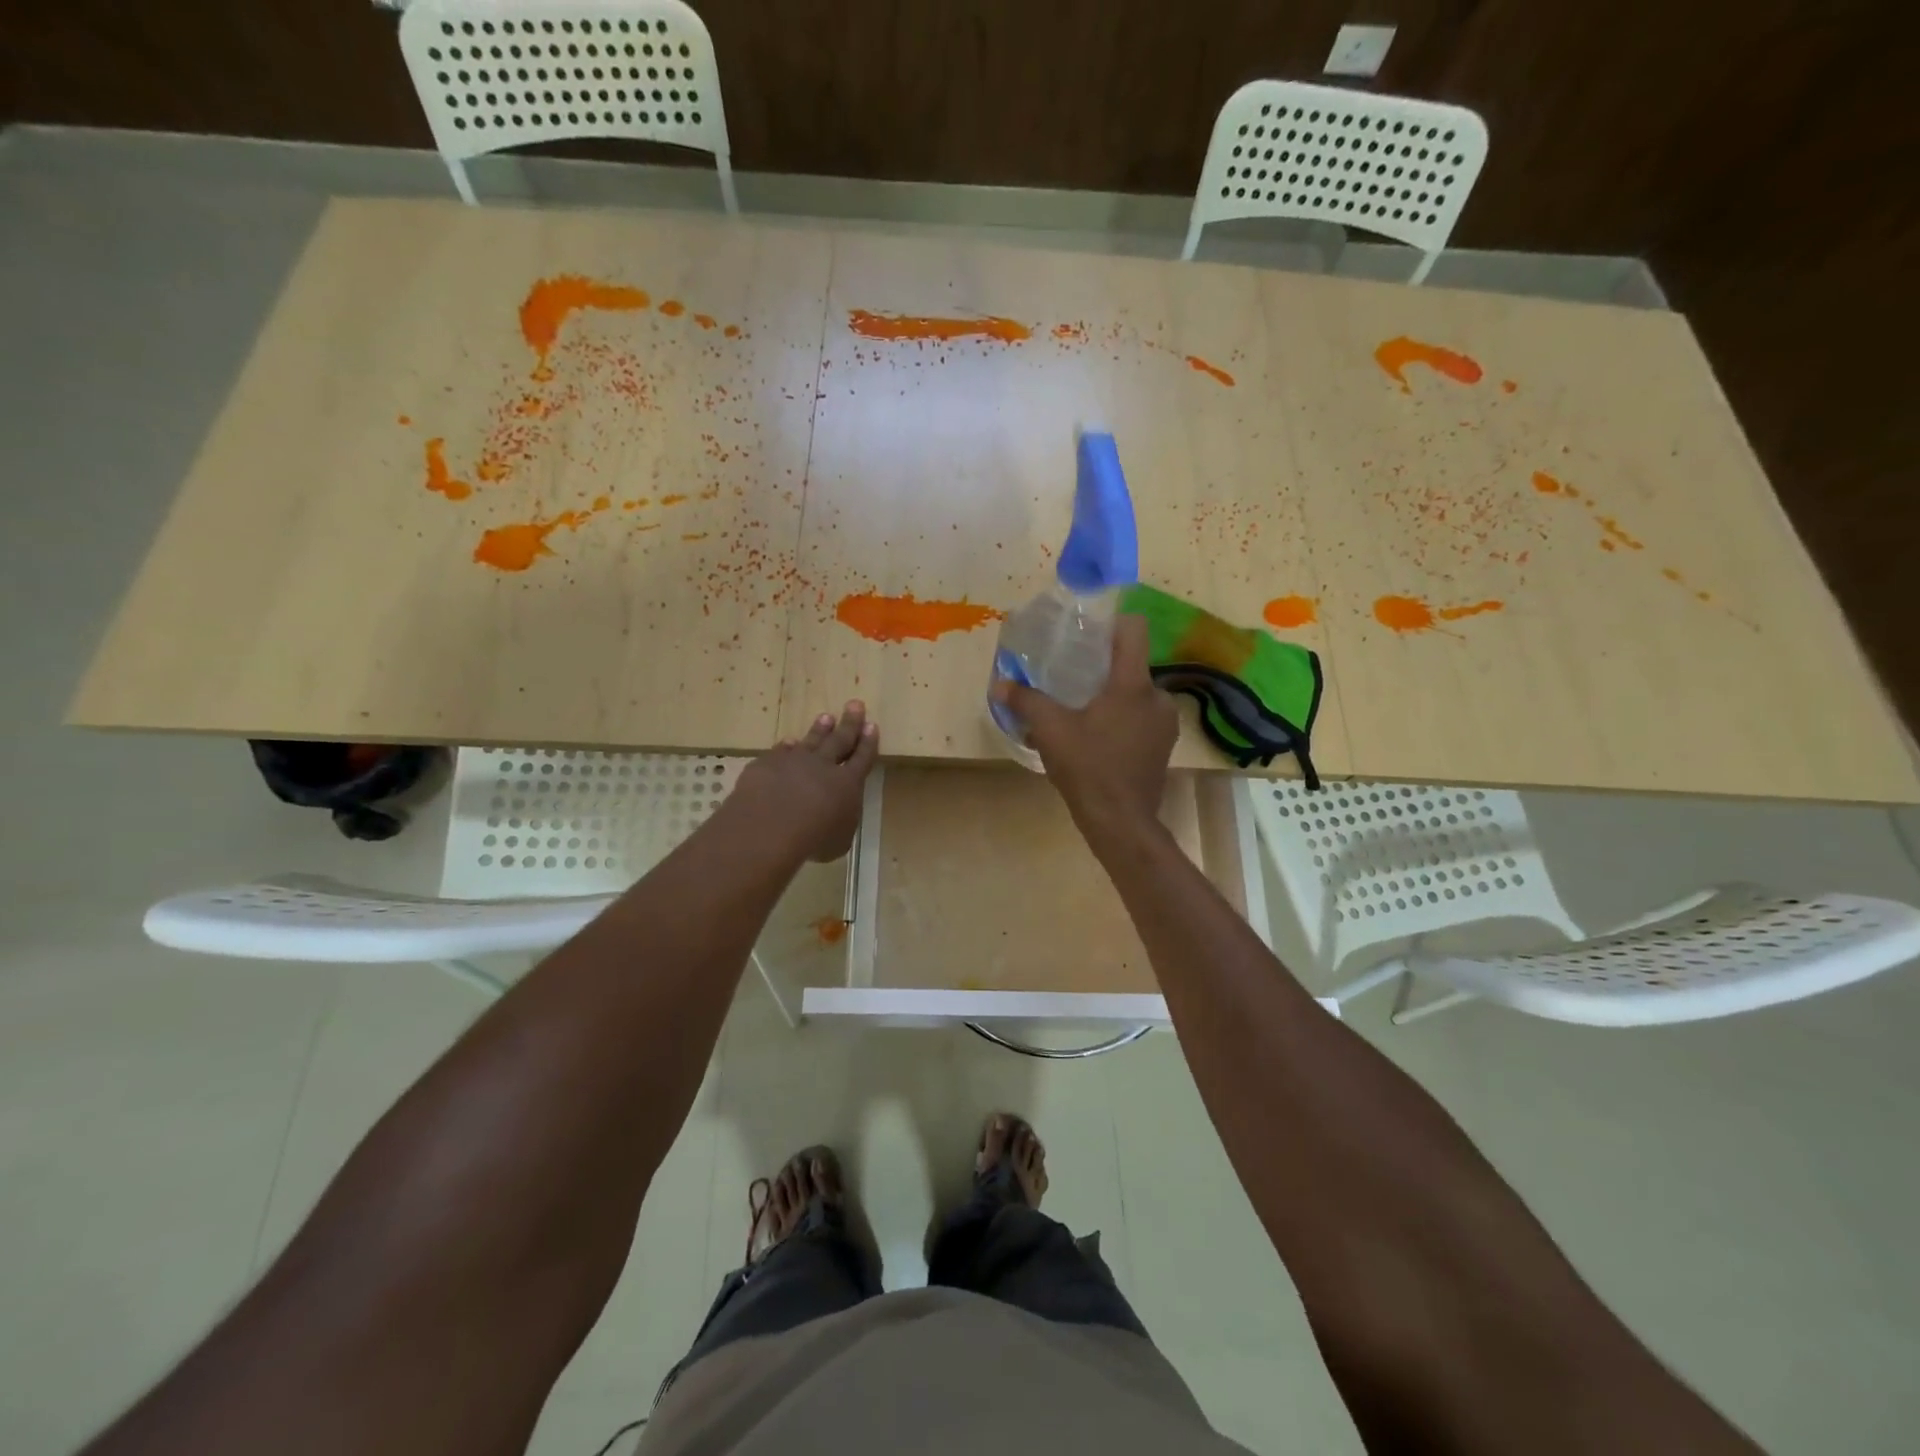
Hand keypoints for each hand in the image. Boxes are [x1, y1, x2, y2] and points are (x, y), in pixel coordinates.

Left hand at [732, 702, 878, 862]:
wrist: (772, 824)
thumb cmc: (815, 838)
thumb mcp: (839, 840)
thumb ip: (841, 823)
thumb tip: (837, 817)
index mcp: (848, 784)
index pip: (862, 758)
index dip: (868, 743)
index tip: (872, 725)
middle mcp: (823, 766)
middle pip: (840, 740)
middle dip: (849, 723)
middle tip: (855, 705)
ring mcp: (794, 761)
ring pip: (811, 741)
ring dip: (820, 730)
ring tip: (826, 717)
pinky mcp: (767, 764)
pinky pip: (780, 752)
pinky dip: (786, 747)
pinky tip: (788, 742)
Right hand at [991, 614, 1177, 839]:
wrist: (1121, 822)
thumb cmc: (1088, 768)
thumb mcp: (1050, 731)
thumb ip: (1026, 701)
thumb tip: (999, 684)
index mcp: (1133, 684)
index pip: (1134, 630)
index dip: (1112, 621)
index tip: (1088, 629)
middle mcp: (1157, 697)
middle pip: (1131, 664)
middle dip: (1103, 667)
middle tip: (1073, 675)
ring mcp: (1165, 724)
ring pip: (1136, 693)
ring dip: (1113, 696)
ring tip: (1082, 709)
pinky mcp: (1163, 746)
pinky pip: (1142, 718)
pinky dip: (1122, 719)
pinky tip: (1098, 736)